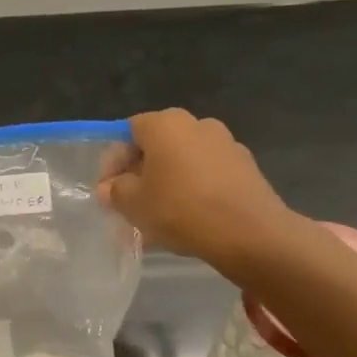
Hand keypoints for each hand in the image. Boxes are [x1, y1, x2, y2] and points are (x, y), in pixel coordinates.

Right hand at [97, 109, 294, 276]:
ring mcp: (226, 144)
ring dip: (167, 183)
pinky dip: (193, 190)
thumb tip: (108, 187)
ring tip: (158, 217)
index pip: (128, 131)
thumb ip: (115, 191)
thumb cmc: (180, 210)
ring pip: (183, 162)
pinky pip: (207, 175)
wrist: (248, 232)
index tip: (107, 189)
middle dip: (141, 173)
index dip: (113, 160)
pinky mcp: (246, 167)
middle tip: (130, 203)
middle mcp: (197, 124)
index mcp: (166, 124)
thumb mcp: (133, 204)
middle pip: (158, 145)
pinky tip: (187, 219)